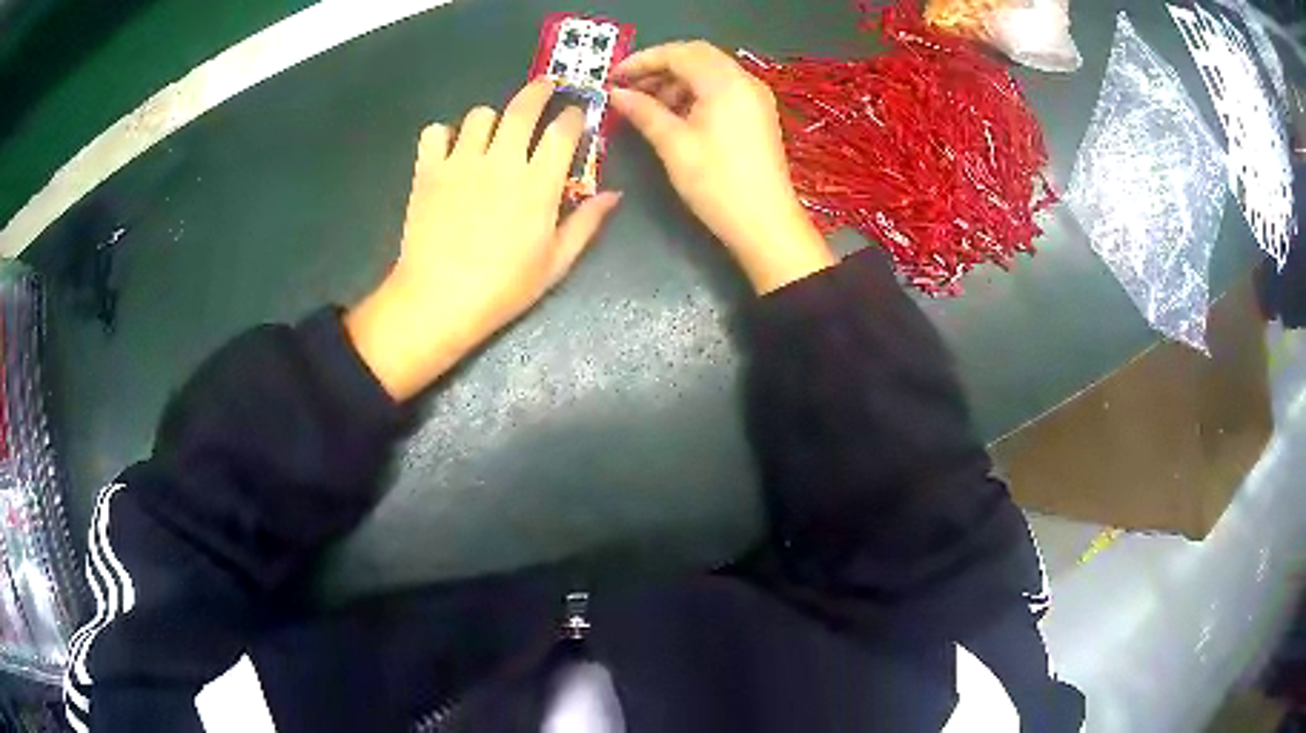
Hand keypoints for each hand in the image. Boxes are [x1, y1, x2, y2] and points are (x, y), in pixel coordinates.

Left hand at [347, 79, 620, 400]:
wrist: (437, 302)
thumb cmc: (502, 288)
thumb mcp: (555, 263)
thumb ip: (586, 223)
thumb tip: (614, 194)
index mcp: (538, 183)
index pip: (563, 129)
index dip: (574, 115)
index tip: (577, 115)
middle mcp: (502, 161)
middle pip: (523, 106)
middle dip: (539, 90)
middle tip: (545, 88)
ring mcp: (460, 162)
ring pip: (479, 115)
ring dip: (491, 120)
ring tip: (492, 135)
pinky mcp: (428, 171)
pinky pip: (435, 132)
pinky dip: (444, 136)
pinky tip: (450, 152)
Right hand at [610, 41, 834, 293]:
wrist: (766, 224)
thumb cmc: (717, 183)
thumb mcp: (673, 145)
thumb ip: (643, 112)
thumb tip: (616, 94)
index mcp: (725, 82)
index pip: (678, 53)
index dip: (642, 61)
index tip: (613, 78)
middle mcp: (744, 81)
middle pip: (696, 57)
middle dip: (659, 67)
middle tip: (629, 88)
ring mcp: (755, 97)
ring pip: (709, 72)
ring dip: (676, 81)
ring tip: (647, 105)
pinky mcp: (758, 114)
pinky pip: (722, 89)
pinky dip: (695, 93)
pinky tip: (675, 115)